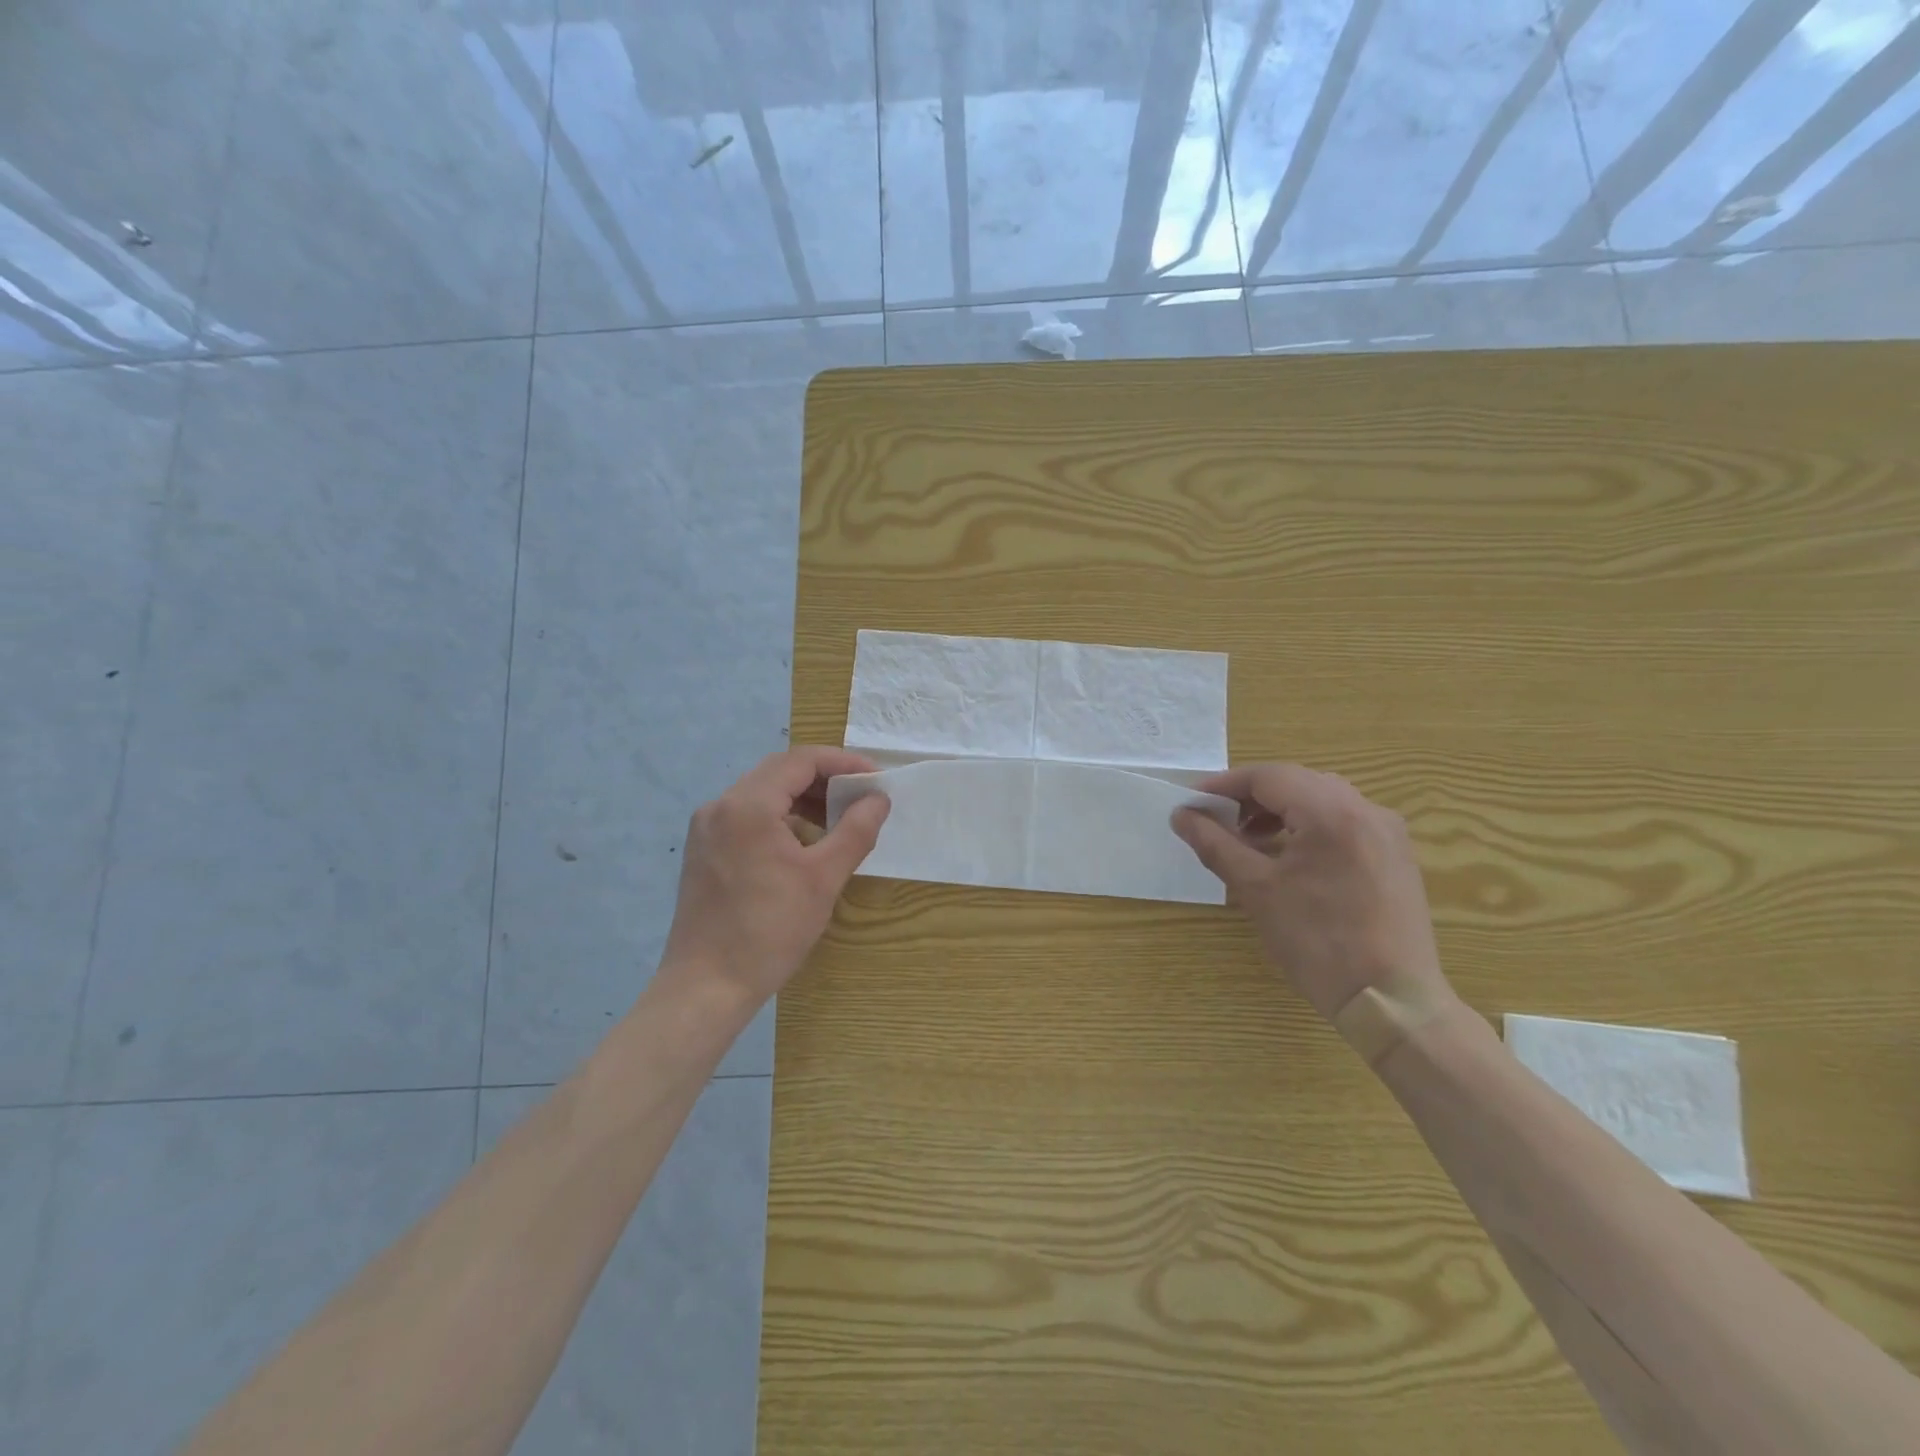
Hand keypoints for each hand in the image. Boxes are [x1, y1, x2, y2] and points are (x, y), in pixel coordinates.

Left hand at [660, 746, 889, 1007]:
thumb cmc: (770, 930)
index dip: (842, 763)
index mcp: (748, 805)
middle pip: (779, 771)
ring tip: (838, 819)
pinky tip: (803, 841)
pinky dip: (779, 816)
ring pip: (762, 793)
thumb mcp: (823, 878)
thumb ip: (855, 830)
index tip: (876, 779)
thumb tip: (878, 799)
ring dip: (802, 797)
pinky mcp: (703, 849)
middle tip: (861, 796)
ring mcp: (707, 828)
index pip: (800, 761)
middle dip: (824, 778)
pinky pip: (747, 815)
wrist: (706, 986)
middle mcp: (720, 806)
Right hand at [1172, 763, 1449, 1021]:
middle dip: (1251, 797)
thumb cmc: (1317, 942)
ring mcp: (1387, 831)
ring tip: (1249, 840)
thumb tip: (1182, 815)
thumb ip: (1215, 844)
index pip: (1268, 776)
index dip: (1224, 785)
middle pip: (1296, 782)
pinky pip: (1344, 821)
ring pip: (1321, 799)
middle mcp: (1366, 809)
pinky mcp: (1395, 855)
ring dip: (1280, 810)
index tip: (1193, 803)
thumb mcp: (1256, 890)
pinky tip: (1289, 856)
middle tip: (1216, 821)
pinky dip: (1308, 826)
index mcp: (1331, 812)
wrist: (1391, 1001)